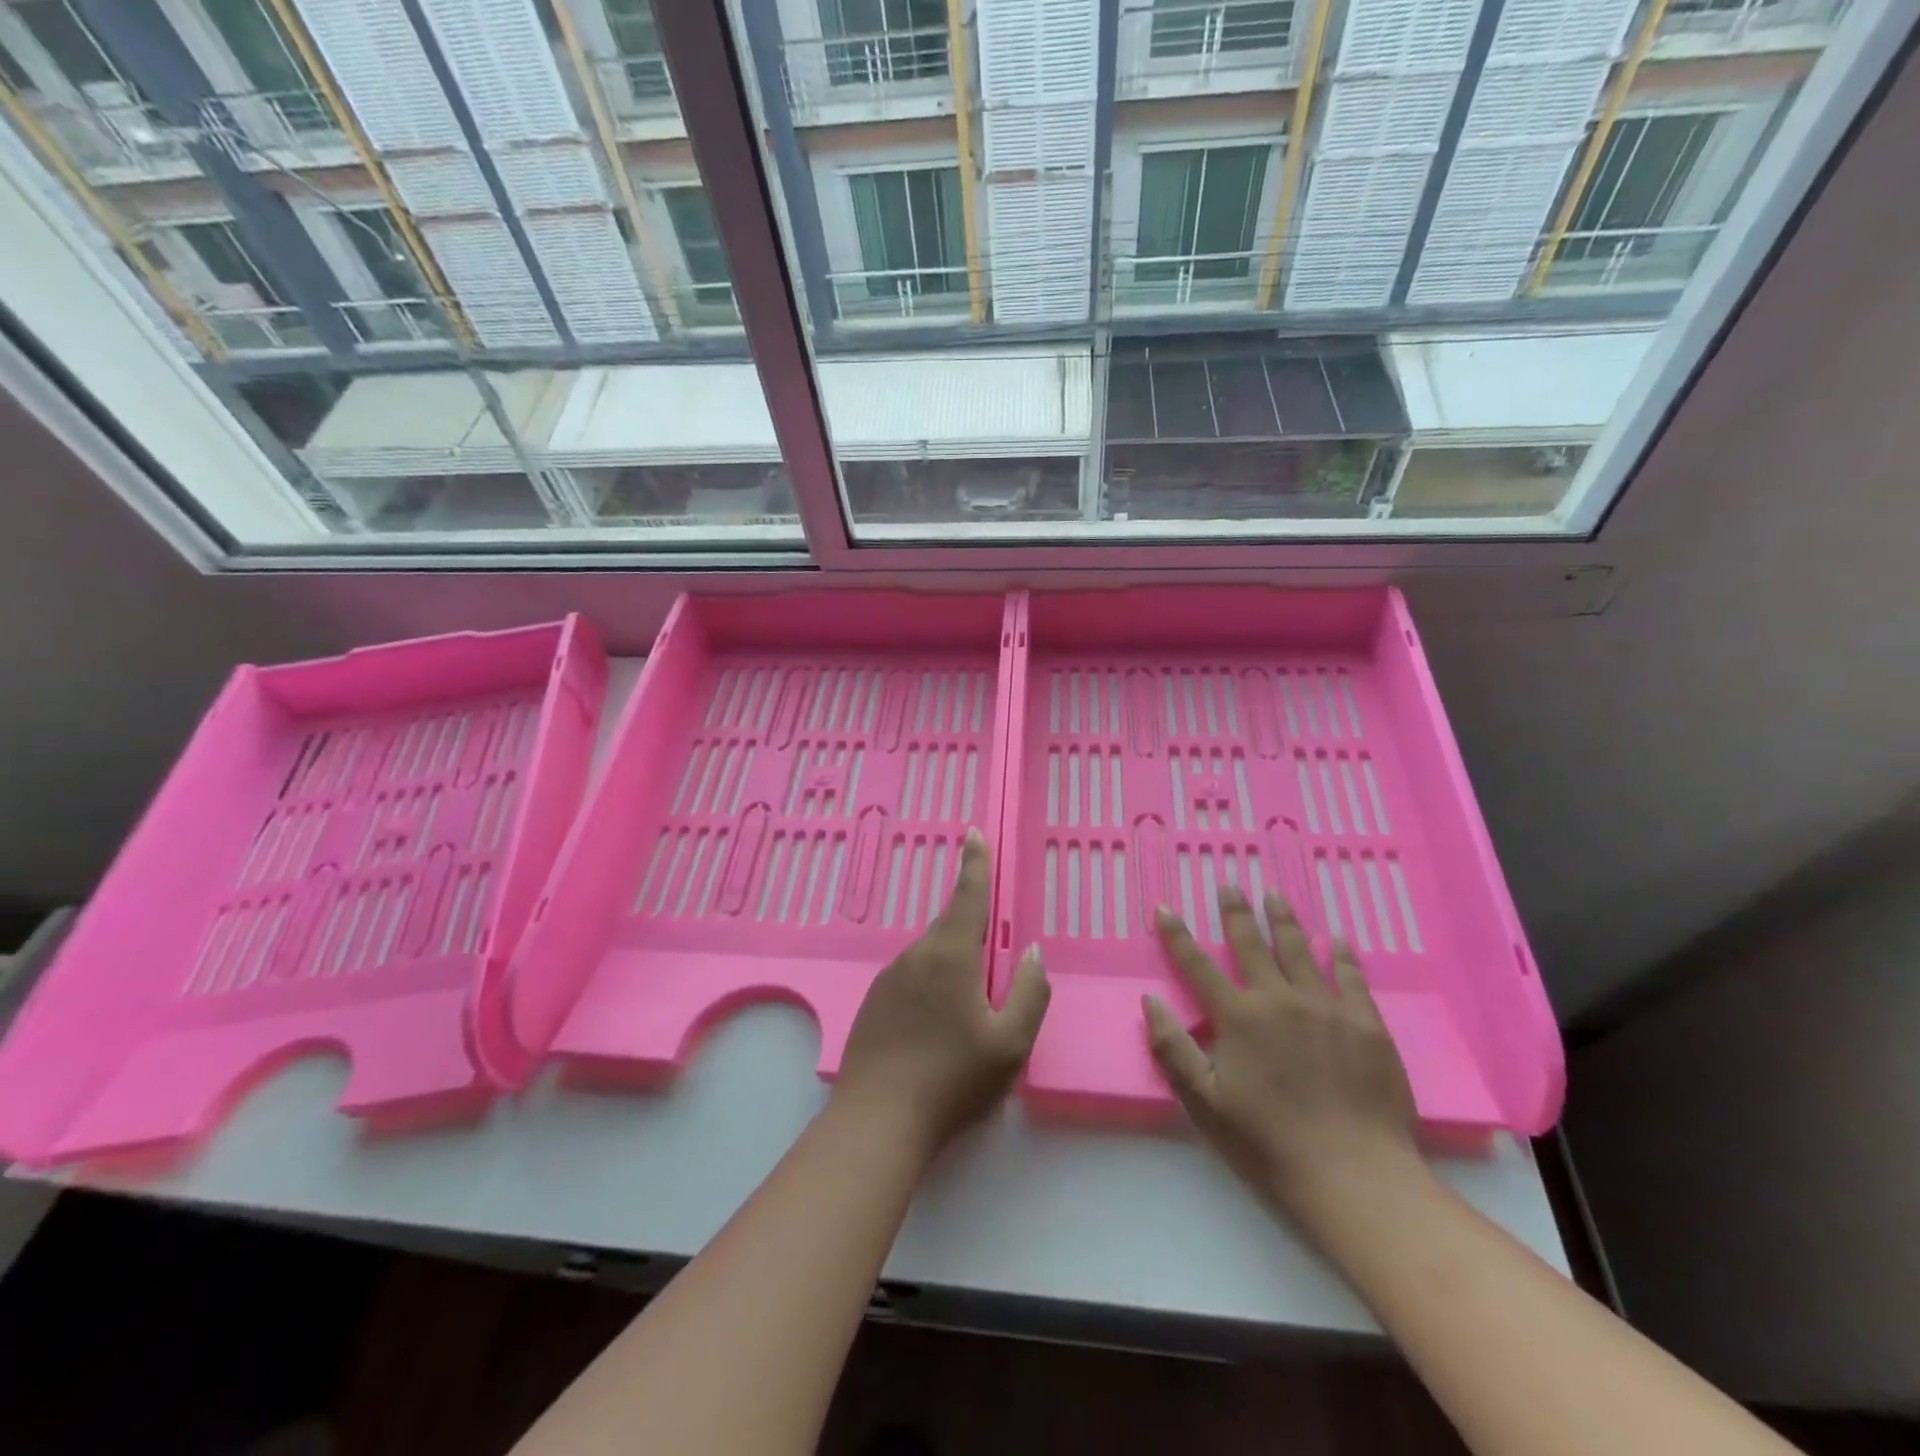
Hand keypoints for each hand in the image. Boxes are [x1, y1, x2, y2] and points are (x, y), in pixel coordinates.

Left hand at [834, 829, 1050, 1155]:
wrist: (877, 1120)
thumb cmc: (952, 1080)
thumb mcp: (1010, 1043)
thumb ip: (1029, 992)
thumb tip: (1032, 952)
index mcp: (950, 955)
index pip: (967, 895)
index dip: (974, 863)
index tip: (973, 833)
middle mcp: (916, 955)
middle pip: (950, 927)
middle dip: (972, 930)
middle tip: (991, 961)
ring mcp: (889, 977)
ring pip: (931, 955)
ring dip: (953, 965)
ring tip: (967, 1013)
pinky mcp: (874, 1000)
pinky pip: (912, 978)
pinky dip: (931, 986)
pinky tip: (936, 1028)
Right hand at [1144, 887, 1421, 1232]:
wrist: (1355, 1175)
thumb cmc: (1269, 1142)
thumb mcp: (1204, 1103)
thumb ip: (1173, 1049)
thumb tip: (1150, 1002)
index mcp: (1238, 1018)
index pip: (1198, 966)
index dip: (1177, 935)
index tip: (1165, 908)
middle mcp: (1279, 999)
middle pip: (1251, 944)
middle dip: (1236, 913)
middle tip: (1229, 885)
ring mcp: (1326, 1008)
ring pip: (1299, 950)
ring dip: (1284, 920)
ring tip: (1274, 895)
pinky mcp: (1366, 1024)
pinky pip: (1350, 977)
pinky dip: (1341, 954)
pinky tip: (1336, 939)